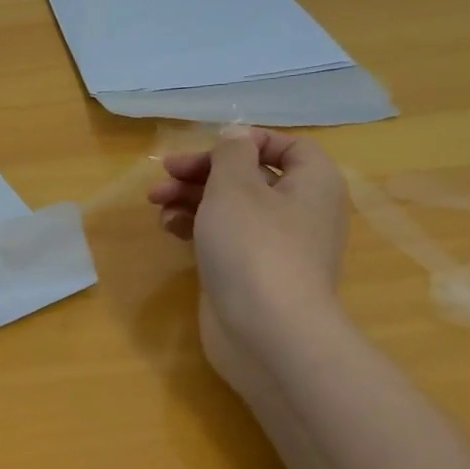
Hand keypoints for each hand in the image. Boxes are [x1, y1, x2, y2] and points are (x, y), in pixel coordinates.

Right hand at [147, 126, 347, 370]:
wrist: (267, 332)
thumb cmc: (254, 246)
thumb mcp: (235, 186)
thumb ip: (231, 153)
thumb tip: (236, 136)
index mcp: (313, 185)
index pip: (289, 147)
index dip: (248, 141)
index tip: (208, 147)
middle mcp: (300, 213)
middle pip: (251, 177)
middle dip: (204, 171)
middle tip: (166, 172)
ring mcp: (275, 247)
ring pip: (231, 208)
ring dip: (192, 198)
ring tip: (156, 201)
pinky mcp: (250, 274)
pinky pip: (224, 239)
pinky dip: (196, 228)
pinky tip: (168, 228)